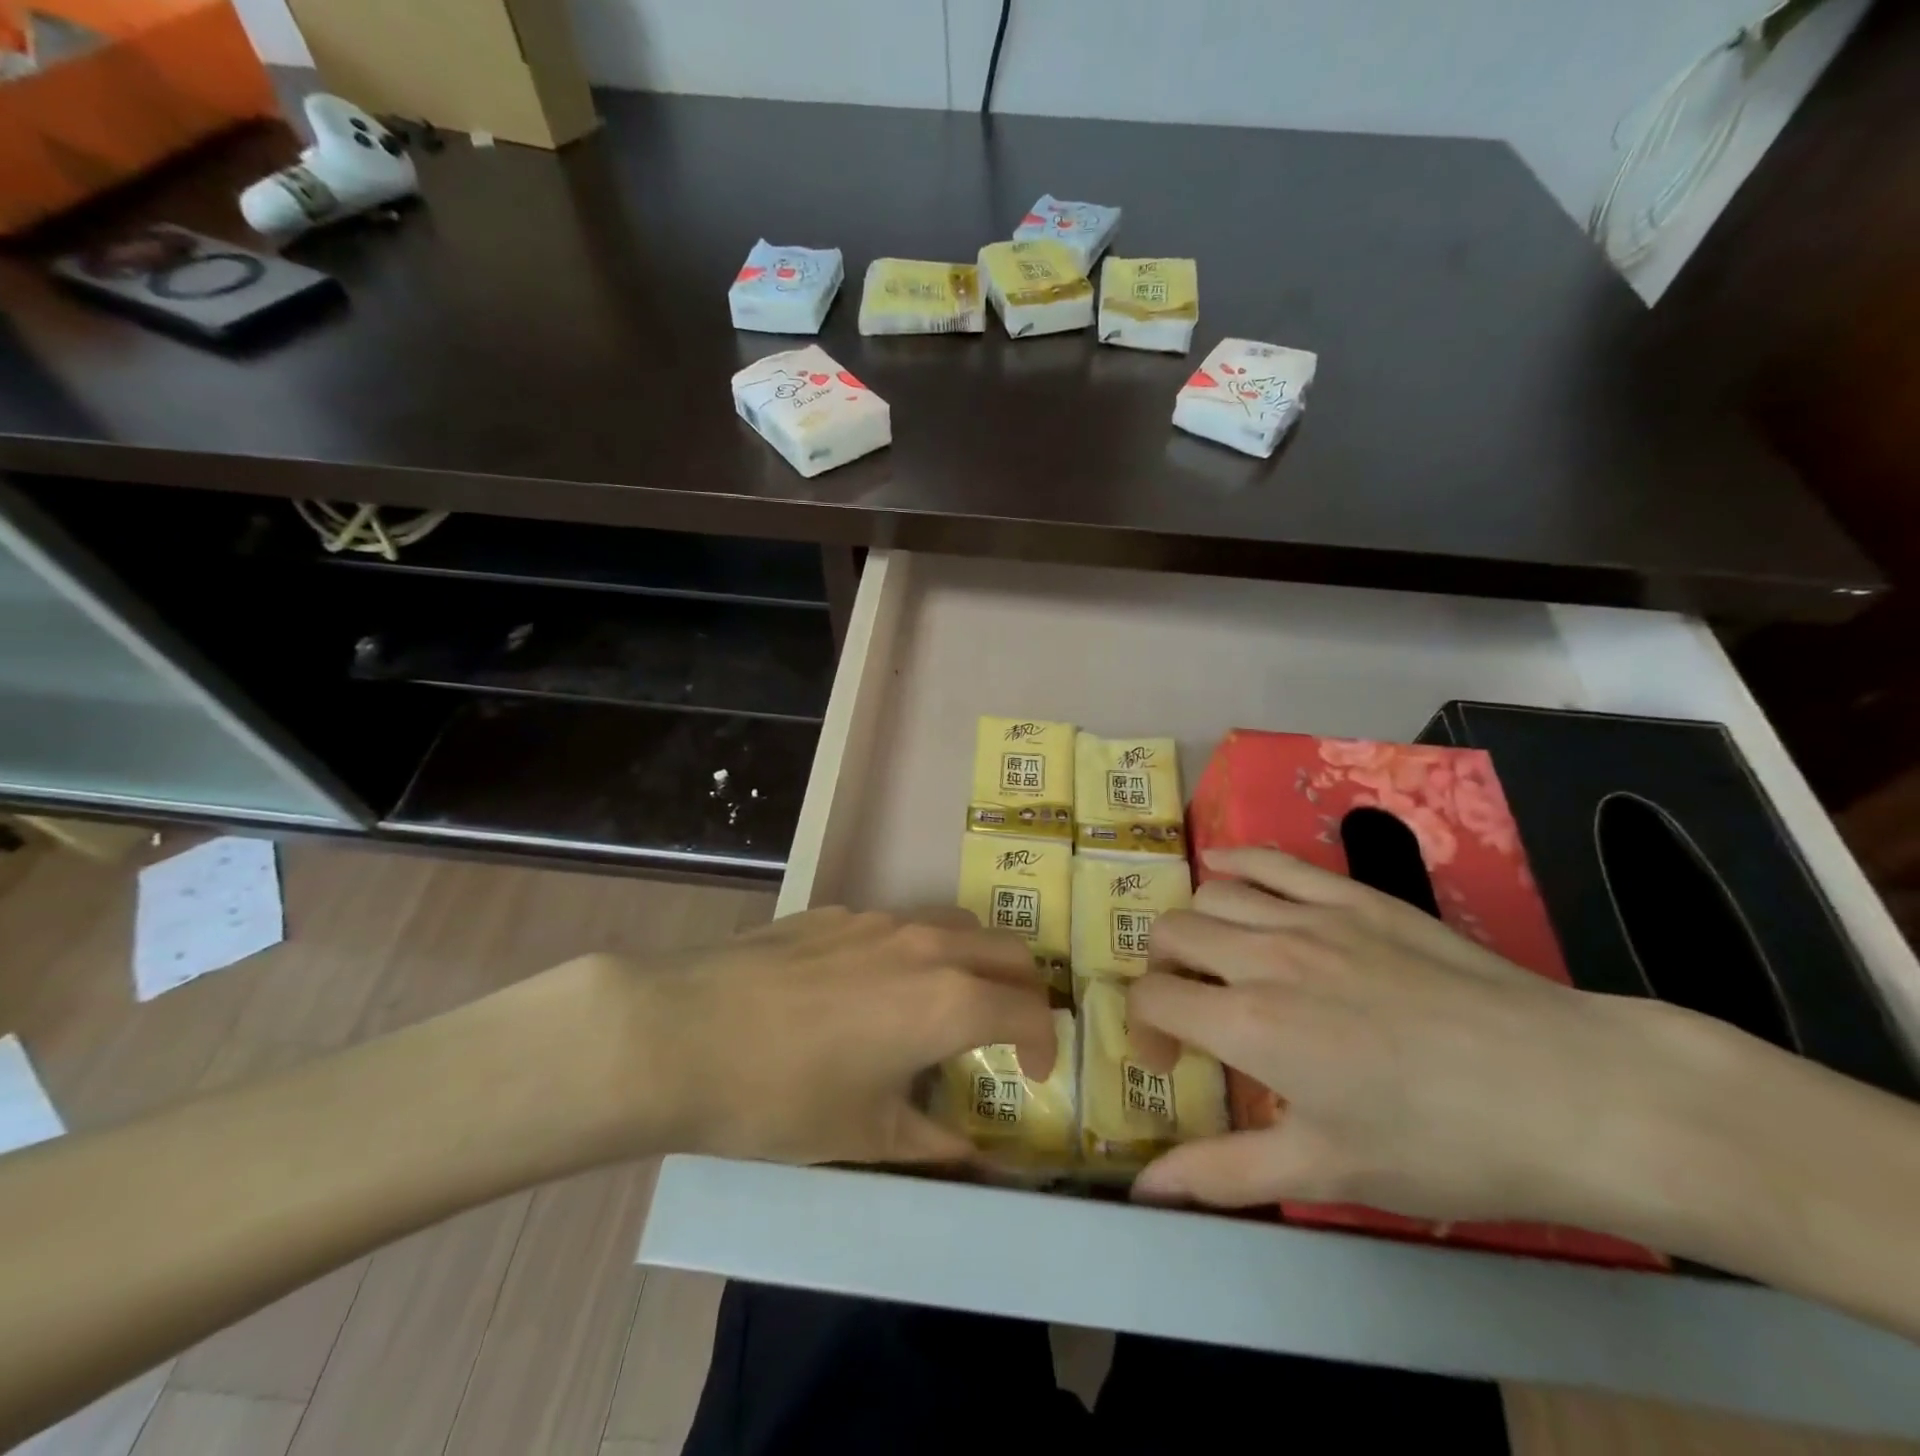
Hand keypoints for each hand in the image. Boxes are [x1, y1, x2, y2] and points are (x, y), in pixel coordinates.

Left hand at [566, 907, 1053, 1167]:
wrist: (678, 1032)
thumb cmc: (780, 1097)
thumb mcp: (865, 1136)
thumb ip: (934, 1144)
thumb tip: (976, 1159)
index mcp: (947, 1001)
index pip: (1030, 1010)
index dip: (1045, 1045)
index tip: (1034, 1075)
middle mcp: (926, 945)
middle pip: (1008, 950)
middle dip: (1024, 991)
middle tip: (1008, 1033)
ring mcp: (879, 919)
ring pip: (956, 923)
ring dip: (974, 959)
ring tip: (947, 1002)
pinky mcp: (836, 912)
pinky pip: (898, 922)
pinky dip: (915, 950)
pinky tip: (869, 989)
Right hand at [1128, 848, 1738, 1234]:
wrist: (1570, 1094)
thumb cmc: (1444, 1146)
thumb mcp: (1327, 1173)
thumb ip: (1223, 1172)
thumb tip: (1143, 1190)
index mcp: (1250, 1024)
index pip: (1152, 999)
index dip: (1144, 1031)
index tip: (1170, 1063)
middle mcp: (1263, 955)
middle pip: (1170, 935)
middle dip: (1162, 972)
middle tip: (1192, 1011)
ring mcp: (1310, 916)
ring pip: (1209, 895)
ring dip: (1195, 926)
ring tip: (1217, 960)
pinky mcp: (1353, 896)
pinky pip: (1270, 861)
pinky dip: (1234, 861)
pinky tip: (1223, 870)